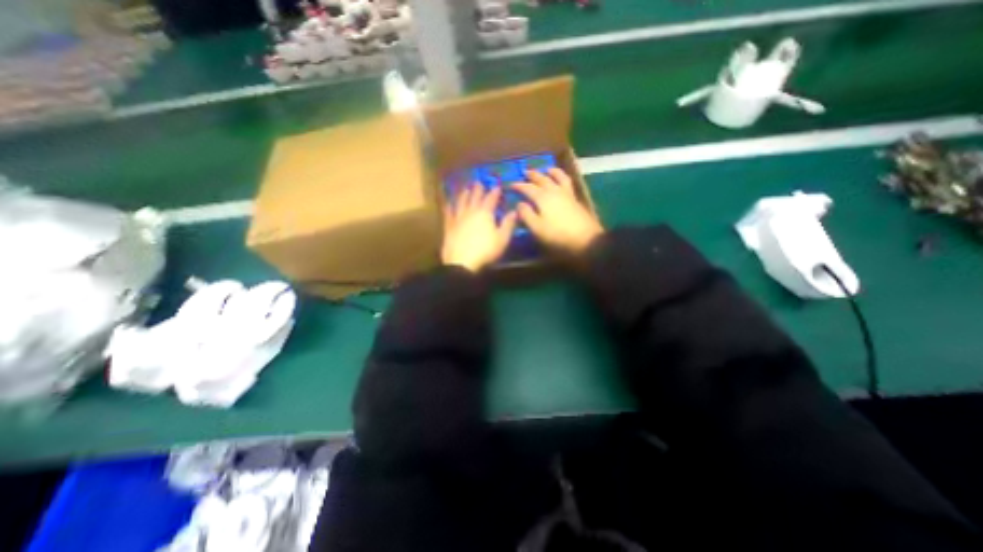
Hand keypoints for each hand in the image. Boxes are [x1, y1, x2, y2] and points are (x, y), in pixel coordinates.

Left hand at [442, 183, 517, 270]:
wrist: (462, 261)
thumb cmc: (485, 251)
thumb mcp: (502, 239)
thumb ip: (508, 224)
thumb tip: (514, 211)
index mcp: (485, 213)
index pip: (491, 199)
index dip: (494, 192)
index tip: (497, 186)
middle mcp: (471, 212)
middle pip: (475, 197)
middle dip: (478, 189)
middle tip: (478, 182)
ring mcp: (458, 218)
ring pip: (461, 202)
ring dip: (464, 195)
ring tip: (465, 189)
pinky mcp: (449, 226)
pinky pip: (448, 213)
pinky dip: (449, 207)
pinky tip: (448, 204)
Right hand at [512, 166, 602, 252]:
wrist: (585, 240)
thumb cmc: (557, 235)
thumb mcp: (537, 228)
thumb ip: (526, 215)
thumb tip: (519, 204)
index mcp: (542, 198)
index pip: (528, 188)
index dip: (519, 185)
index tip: (511, 184)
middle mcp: (554, 191)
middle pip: (542, 179)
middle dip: (533, 175)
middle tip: (526, 172)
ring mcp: (566, 194)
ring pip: (558, 177)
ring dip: (551, 172)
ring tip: (547, 169)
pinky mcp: (575, 200)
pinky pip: (567, 182)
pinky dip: (562, 178)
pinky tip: (561, 182)